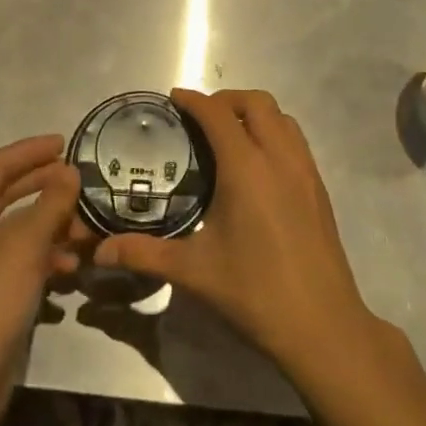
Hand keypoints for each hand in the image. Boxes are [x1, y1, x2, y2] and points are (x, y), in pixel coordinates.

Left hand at [0, 135, 80, 425]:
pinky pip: (21, 260)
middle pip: (7, 194)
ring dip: (51, 224)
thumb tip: (69, 172)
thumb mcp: (24, 247)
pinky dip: (46, 257)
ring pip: (18, 229)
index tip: (64, 142)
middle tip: (79, 179)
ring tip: (85, 228)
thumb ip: (50, 204)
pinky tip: (71, 270)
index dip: (30, 150)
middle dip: (44, 185)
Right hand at [92, 89, 378, 379]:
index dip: (194, 100)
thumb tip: (102, 251)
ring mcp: (305, 171)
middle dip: (226, 99)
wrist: (323, 327)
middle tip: (200, 118)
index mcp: (247, 168)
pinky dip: (274, 133)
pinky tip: (258, 166)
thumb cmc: (255, 293)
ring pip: (282, 117)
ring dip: (254, 113)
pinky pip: (296, 140)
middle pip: (256, 103)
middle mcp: (279, 158)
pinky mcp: (319, 188)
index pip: (218, 114)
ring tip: (229, 135)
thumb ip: (146, 254)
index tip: (173, 99)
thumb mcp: (195, 272)